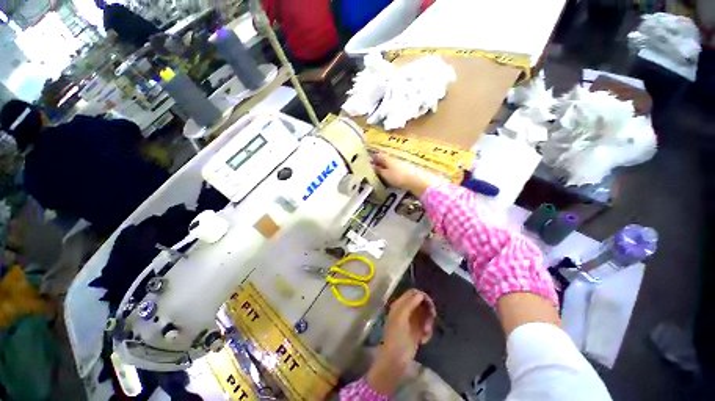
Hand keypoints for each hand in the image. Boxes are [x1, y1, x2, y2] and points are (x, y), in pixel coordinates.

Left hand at [366, 289, 436, 394]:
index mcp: (400, 304)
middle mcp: (406, 310)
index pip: (413, 293)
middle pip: (421, 303)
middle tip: (432, 317)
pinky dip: (427, 332)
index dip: (422, 296)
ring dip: (428, 322)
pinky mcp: (417, 331)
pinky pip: (426, 326)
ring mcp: (412, 321)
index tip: (430, 304)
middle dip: (427, 310)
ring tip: (426, 332)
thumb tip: (420, 294)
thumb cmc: (396, 336)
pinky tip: (424, 340)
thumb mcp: (401, 317)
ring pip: (425, 315)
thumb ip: (409, 304)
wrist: (395, 359)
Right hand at [371, 153, 442, 196]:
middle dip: (378, 162)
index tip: (367, 163)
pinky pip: (394, 167)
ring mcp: (400, 163)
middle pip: (384, 158)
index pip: (378, 156)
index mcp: (387, 158)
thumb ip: (378, 170)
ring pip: (389, 163)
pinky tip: (390, 174)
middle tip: (373, 168)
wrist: (416, 180)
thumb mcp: (385, 174)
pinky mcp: (405, 168)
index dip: (372, 159)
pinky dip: (390, 169)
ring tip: (380, 172)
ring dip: (384, 166)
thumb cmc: (398, 177)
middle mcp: (393, 158)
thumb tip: (372, 166)